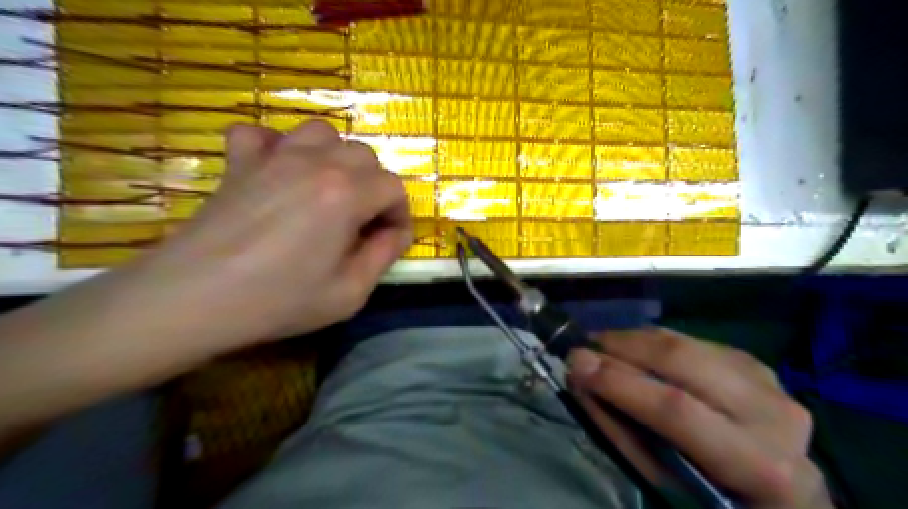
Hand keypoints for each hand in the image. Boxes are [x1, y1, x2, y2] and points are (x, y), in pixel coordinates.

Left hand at [133, 121, 410, 348]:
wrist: (193, 298)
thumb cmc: (279, 300)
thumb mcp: (350, 293)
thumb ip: (384, 256)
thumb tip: (396, 233)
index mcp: (346, 194)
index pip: (393, 187)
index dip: (399, 214)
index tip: (389, 240)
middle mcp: (316, 163)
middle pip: (364, 156)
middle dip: (374, 187)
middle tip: (362, 222)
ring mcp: (274, 157)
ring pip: (322, 134)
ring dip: (336, 159)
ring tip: (329, 191)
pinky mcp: (240, 162)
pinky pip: (263, 134)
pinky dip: (277, 146)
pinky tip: (279, 172)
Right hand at [569, 328, 832, 508]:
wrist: (780, 493)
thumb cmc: (713, 499)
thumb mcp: (666, 484)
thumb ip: (622, 430)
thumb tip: (582, 379)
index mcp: (757, 464)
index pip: (676, 410)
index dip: (621, 382)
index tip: (575, 363)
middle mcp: (772, 414)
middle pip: (683, 360)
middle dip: (624, 346)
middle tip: (585, 346)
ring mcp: (769, 382)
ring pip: (686, 343)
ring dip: (636, 340)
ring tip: (604, 346)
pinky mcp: (755, 364)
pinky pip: (694, 341)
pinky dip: (657, 343)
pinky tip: (638, 351)